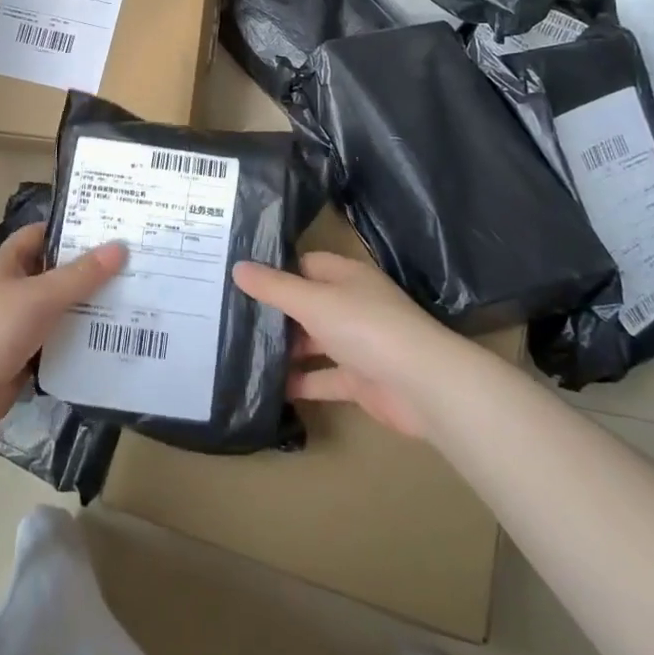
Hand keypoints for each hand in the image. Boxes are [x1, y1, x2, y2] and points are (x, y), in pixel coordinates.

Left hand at [0, 222, 126, 436]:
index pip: (46, 235)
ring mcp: (18, 325)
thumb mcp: (39, 296)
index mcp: (9, 263)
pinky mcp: (24, 358)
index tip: (115, 229)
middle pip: (59, 274)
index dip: (76, 230)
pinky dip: (81, 344)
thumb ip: (81, 275)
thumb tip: (120, 247)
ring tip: (139, 303)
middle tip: (140, 268)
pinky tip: (115, 343)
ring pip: (61, 311)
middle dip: (93, 272)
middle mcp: (14, 289)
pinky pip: (59, 344)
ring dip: (91, 311)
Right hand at [234, 253, 447, 438]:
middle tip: (230, 318)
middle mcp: (352, 305)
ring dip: (285, 350)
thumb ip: (274, 287)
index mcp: (346, 277)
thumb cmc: (366, 328)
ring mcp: (357, 344)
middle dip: (274, 313)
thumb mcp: (313, 301)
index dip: (276, 270)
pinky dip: (300, 383)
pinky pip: (323, 378)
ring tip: (241, 353)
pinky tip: (269, 388)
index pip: (306, 265)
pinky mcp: (360, 380)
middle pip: (307, 304)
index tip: (239, 279)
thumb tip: (237, 267)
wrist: (423, 385)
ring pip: (313, 342)